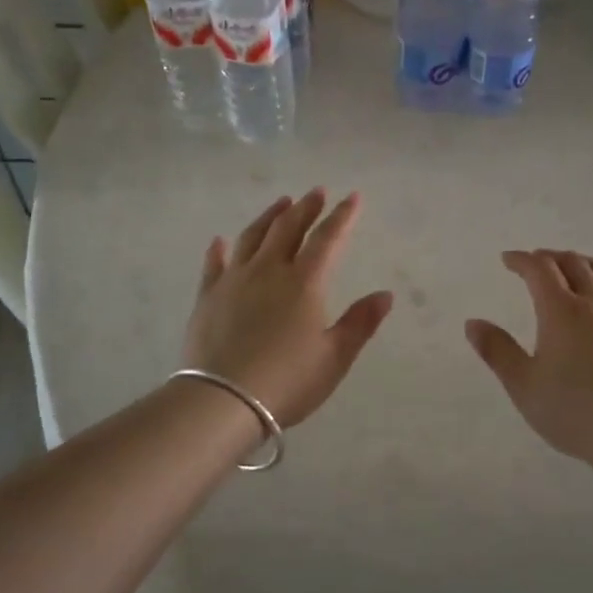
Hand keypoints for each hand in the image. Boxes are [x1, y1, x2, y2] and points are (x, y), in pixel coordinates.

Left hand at [183, 189, 392, 427]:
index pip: (328, 239)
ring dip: (269, 217)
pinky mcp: (207, 297)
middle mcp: (269, 271)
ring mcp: (234, 281)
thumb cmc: (287, 381)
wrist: (222, 400)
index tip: (353, 197)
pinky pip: (214, 264)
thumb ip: (360, 323)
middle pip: (288, 229)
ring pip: (252, 237)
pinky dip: (220, 250)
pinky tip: (220, 241)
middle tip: (316, 192)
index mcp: (304, 283)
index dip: (342, 217)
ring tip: (281, 203)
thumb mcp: (334, 358)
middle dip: (306, 208)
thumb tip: (385, 295)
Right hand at [465, 250, 592, 462]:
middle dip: (550, 257)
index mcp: (561, 310)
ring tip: (574, 269)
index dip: (521, 260)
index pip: (539, 269)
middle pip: (573, 263)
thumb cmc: (572, 410)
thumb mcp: (523, 384)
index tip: (508, 259)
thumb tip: (473, 323)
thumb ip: (497, 351)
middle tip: (536, 261)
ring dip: (583, 263)